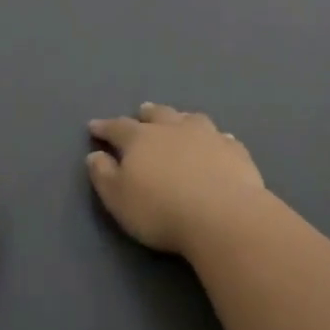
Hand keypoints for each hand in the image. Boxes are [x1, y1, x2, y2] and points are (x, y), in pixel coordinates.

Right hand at [86, 102, 268, 256]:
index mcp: (140, 138)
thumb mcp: (118, 199)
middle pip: (156, 114)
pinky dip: (214, 137)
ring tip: (178, 121)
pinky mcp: (235, 150)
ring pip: (190, 119)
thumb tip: (95, 155)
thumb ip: (103, 175)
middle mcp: (172, 128)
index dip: (104, 127)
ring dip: (180, 119)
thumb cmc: (161, 210)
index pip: (117, 127)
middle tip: (141, 112)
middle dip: (146, 114)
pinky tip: (218, 141)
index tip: (94, 127)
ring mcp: (207, 136)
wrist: (223, 216)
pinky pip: (222, 137)